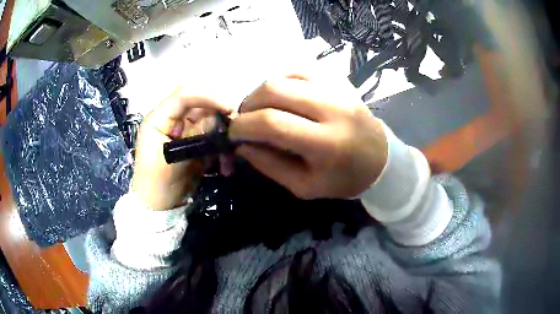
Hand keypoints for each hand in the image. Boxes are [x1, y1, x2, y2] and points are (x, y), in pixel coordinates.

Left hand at [132, 88, 231, 209]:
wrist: (158, 208)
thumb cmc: (157, 186)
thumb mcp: (173, 162)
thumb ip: (194, 138)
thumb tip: (219, 120)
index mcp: (158, 119)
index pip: (183, 95)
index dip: (207, 96)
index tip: (229, 108)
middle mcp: (171, 119)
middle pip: (200, 103)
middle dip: (219, 115)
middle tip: (236, 129)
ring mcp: (183, 130)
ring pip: (210, 120)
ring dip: (223, 136)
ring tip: (228, 159)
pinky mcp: (193, 142)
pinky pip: (212, 136)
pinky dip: (221, 149)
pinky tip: (224, 166)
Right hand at [229, 74, 387, 199]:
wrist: (380, 159)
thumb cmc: (343, 179)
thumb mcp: (304, 186)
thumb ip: (270, 165)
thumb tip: (241, 145)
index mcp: (326, 143)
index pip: (272, 122)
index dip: (244, 125)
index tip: (233, 133)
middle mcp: (332, 108)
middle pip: (274, 90)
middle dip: (248, 104)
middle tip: (245, 120)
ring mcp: (337, 89)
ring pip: (284, 75)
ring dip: (261, 91)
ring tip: (260, 108)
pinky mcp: (339, 80)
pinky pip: (300, 69)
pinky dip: (281, 80)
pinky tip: (279, 95)